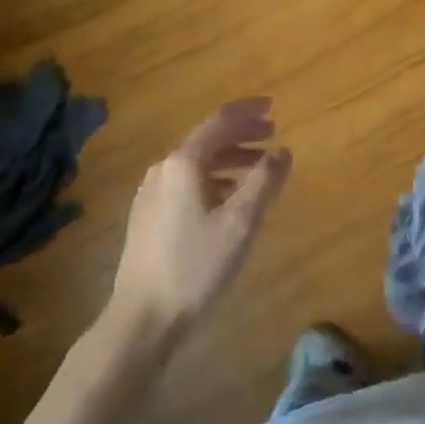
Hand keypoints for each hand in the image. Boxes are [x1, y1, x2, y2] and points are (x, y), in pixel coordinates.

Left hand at [107, 98, 290, 342]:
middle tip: (271, 133)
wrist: (142, 317)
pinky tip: (228, 197)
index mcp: (183, 163)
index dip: (247, 112)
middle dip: (240, 134)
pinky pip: (186, 183)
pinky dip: (213, 179)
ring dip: (229, 158)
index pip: (218, 123)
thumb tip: (282, 151)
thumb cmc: (195, 266)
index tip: (272, 106)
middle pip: (206, 140)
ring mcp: (151, 194)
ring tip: (257, 167)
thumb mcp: (240, 223)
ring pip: (196, 163)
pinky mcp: (148, 217)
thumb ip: (264, 182)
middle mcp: (163, 170)